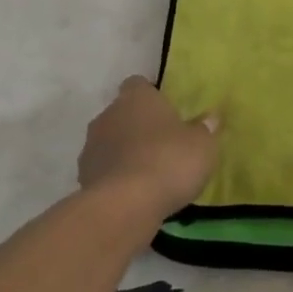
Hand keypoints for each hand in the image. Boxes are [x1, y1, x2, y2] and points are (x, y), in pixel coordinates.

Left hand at [78, 76, 218, 223]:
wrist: (124, 207)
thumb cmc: (169, 161)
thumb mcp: (202, 144)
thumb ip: (204, 129)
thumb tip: (210, 118)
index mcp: (137, 98)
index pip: (139, 84)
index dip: (151, 95)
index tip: (166, 109)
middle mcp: (108, 115)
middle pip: (123, 113)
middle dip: (138, 125)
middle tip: (163, 143)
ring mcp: (91, 148)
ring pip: (110, 142)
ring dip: (125, 152)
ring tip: (150, 172)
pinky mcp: (83, 179)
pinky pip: (105, 171)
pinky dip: (117, 177)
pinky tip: (136, 193)